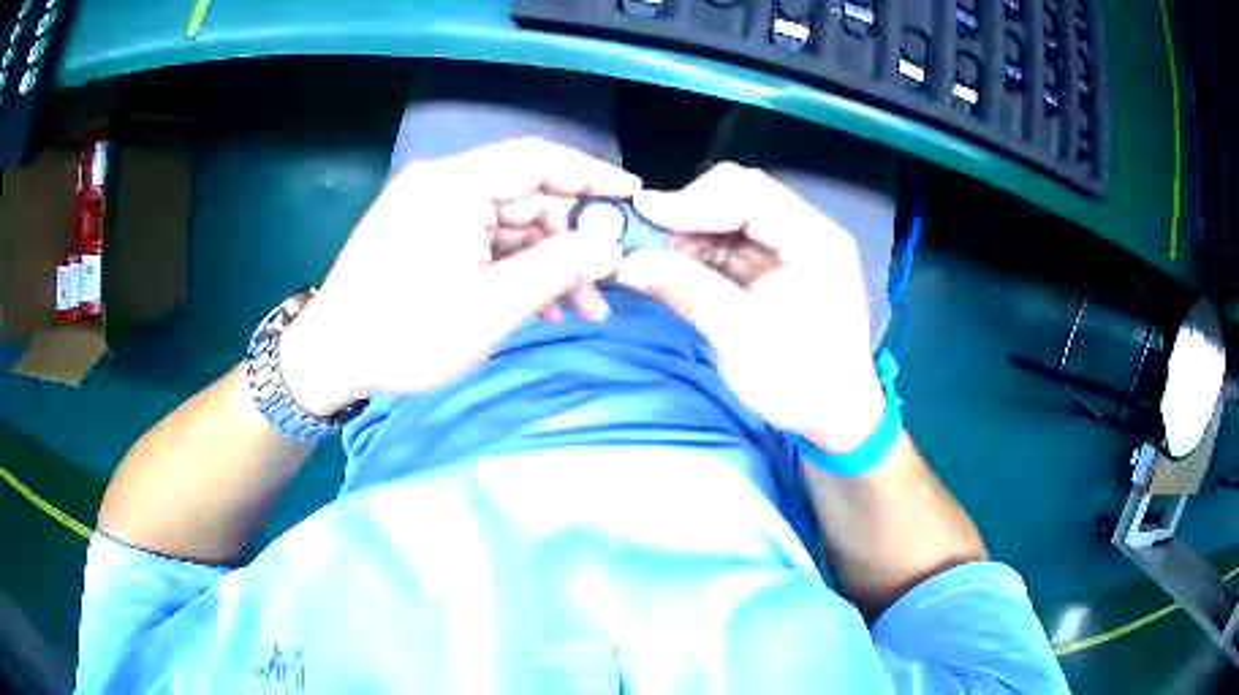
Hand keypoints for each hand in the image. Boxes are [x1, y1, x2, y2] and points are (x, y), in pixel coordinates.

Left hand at [278, 137, 640, 415]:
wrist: (330, 360)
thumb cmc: (404, 333)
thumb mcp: (489, 307)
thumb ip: (556, 270)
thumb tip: (611, 249)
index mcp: (454, 187)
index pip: (538, 160)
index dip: (592, 176)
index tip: (634, 200)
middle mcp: (446, 187)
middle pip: (529, 197)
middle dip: (575, 239)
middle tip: (614, 279)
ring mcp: (437, 213)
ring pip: (513, 227)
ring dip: (551, 264)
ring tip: (587, 309)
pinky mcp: (431, 239)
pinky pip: (489, 245)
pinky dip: (520, 272)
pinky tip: (547, 308)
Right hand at [617, 162, 884, 452]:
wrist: (834, 414)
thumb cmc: (800, 382)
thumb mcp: (742, 339)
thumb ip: (687, 292)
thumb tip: (627, 262)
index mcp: (815, 241)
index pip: (751, 195)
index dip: (694, 201)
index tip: (643, 216)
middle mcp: (805, 230)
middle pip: (741, 192)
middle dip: (691, 210)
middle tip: (648, 238)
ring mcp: (790, 244)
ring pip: (730, 212)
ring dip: (690, 228)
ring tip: (655, 255)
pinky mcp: (774, 262)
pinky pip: (729, 239)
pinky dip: (698, 248)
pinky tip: (674, 264)